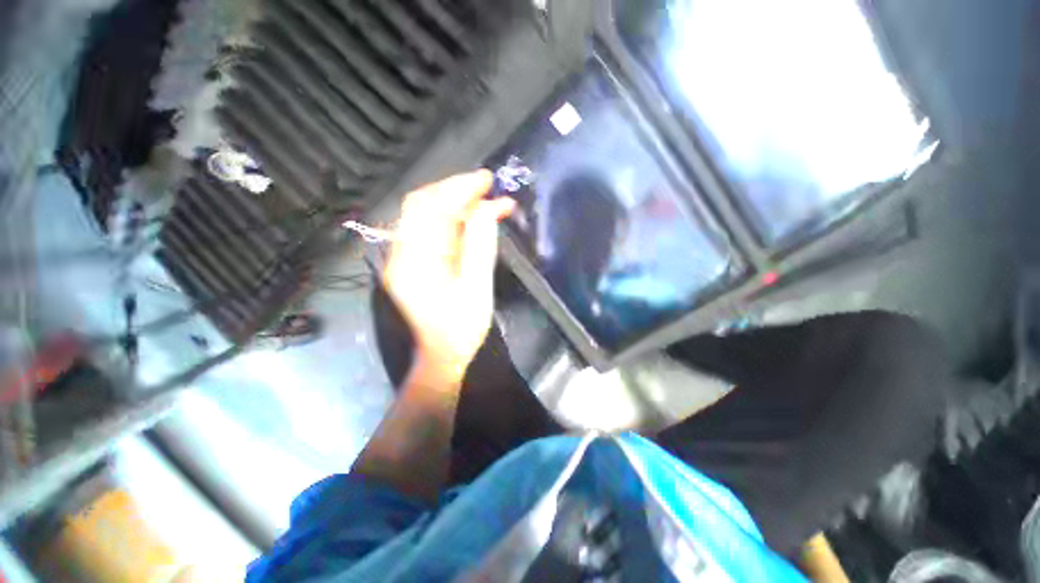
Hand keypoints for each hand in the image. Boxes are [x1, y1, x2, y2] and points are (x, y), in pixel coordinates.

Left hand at [383, 170, 514, 383]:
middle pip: (421, 205)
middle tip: (486, 187)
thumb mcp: (477, 289)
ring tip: (482, 200)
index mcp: (415, 262)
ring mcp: (402, 258)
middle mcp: (401, 254)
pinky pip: (427, 230)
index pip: (432, 210)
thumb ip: (480, 246)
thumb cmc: (461, 330)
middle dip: (455, 189)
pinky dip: (449, 218)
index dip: (460, 189)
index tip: (488, 180)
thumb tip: (488, 208)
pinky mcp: (410, 263)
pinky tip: (468, 219)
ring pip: (423, 215)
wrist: (439, 358)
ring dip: (452, 202)